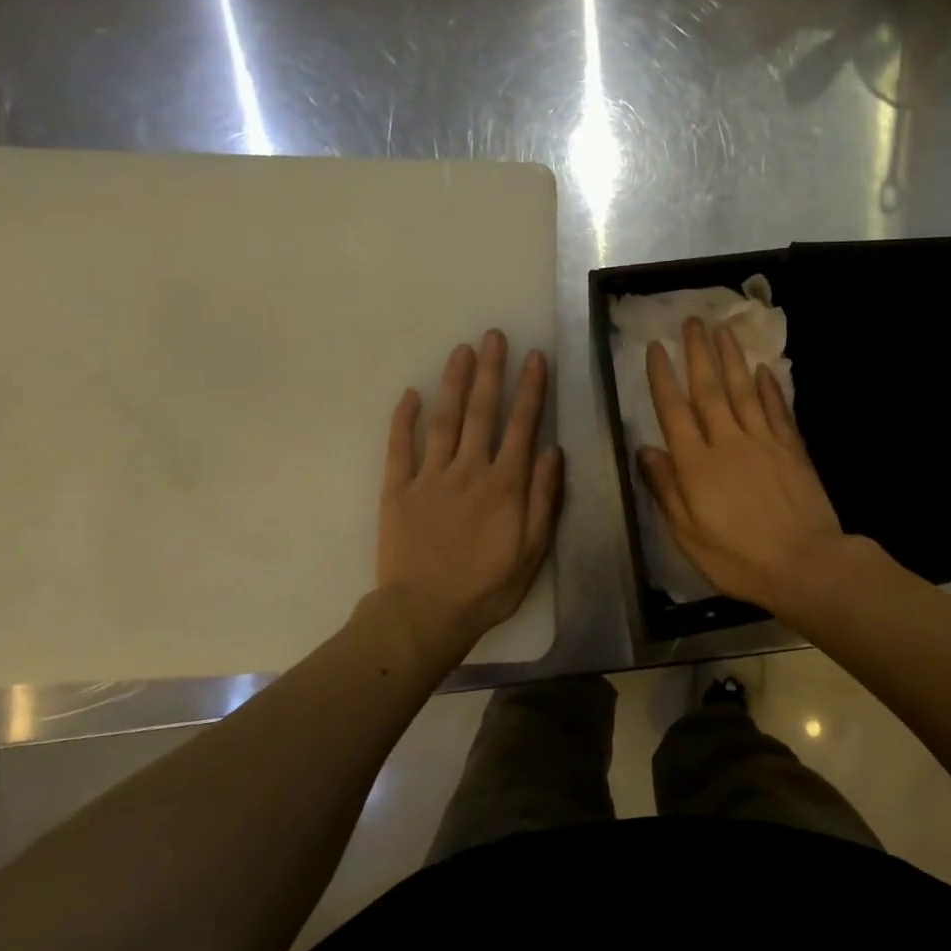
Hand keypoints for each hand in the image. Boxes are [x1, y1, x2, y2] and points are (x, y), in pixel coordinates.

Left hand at [377, 331, 562, 660]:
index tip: (535, 356)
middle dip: (491, 371)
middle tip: (493, 336)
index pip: (522, 425)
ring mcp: (430, 477)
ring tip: (461, 350)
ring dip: (454, 382)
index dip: (531, 388)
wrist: (426, 614)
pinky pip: (400, 448)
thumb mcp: (533, 548)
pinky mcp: (398, 490)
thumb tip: (552, 451)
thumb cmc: (488, 585)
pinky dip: (404, 419)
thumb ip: (545, 497)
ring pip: (444, 419)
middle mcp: (469, 470)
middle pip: (482, 411)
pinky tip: (410, 393)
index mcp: (505, 484)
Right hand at [638, 318, 857, 614]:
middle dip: (697, 353)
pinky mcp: (792, 448)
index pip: (674, 411)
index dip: (662, 377)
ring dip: (732, 358)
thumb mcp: (688, 535)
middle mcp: (728, 442)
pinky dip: (769, 387)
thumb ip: (666, 490)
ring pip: (743, 390)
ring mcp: (763, 441)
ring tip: (722, 329)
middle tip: (692, 320)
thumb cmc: (739, 558)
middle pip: (709, 389)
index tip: (655, 348)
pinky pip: (777, 409)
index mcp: (697, 465)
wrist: (804, 564)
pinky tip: (763, 369)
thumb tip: (646, 450)